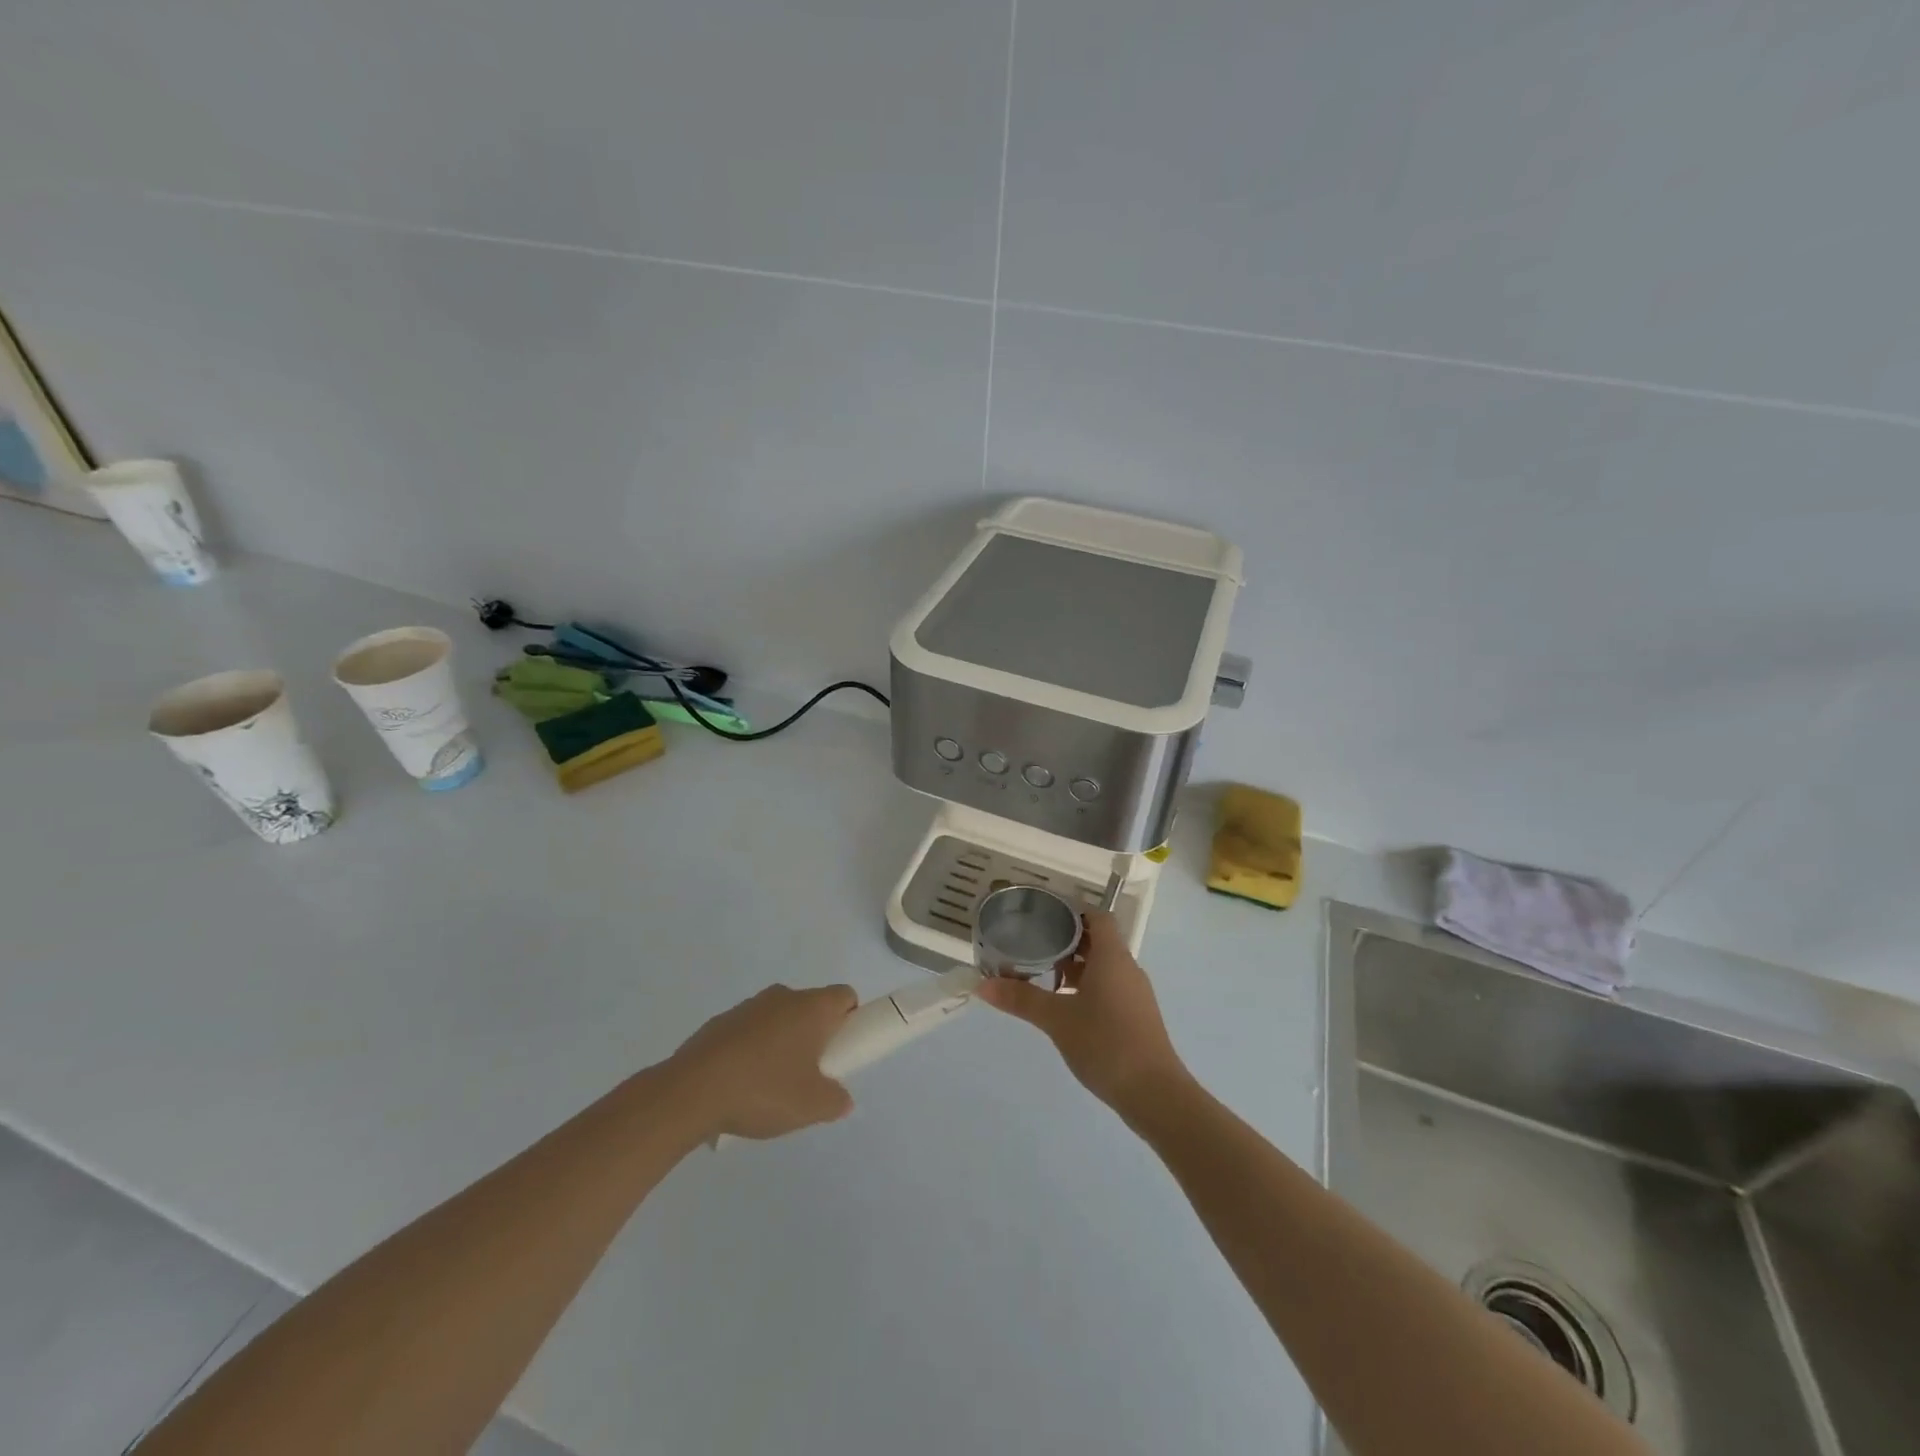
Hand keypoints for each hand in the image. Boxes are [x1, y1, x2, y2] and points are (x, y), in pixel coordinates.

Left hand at [670, 984, 857, 1139]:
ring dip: (782, 1044)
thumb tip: (841, 1098)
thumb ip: (836, 1101)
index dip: (851, 1020)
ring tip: (770, 1087)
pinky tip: (741, 1086)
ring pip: (780, 1020)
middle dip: (816, 1037)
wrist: (691, 1092)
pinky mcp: (721, 1022)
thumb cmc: (763, 1090)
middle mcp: (783, 996)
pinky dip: (753, 1051)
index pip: (845, 997)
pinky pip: (750, 1031)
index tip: (841, 1051)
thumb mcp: (811, 1107)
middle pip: (812, 1008)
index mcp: (812, 1008)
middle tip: (810, 1075)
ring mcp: (749, 1007)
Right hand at [974, 911, 1189, 1118]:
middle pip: (1098, 940)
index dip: (1073, 911)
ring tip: (1043, 975)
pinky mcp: (1136, 1016)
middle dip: (1067, 940)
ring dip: (1076, 966)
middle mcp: (1127, 968)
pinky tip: (1065, 1007)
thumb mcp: (1057, 1020)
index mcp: (1112, 957)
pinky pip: (1109, 987)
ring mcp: (1134, 994)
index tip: (1044, 916)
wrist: (1155, 1094)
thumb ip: (1021, 999)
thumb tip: (981, 985)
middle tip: (1034, 944)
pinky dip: (1087, 987)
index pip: (1097, 916)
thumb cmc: (1106, 1043)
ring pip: (1103, 966)